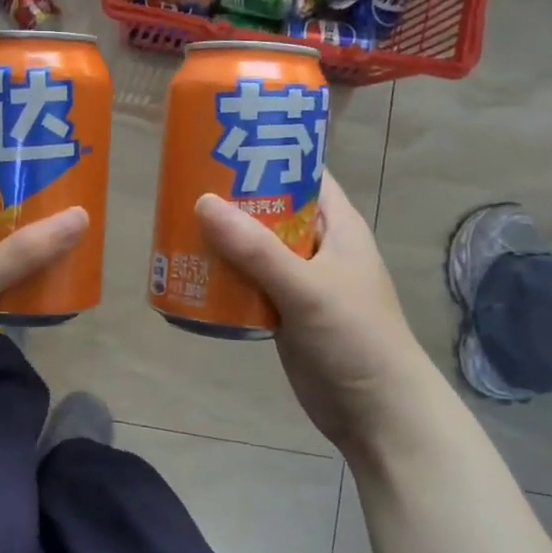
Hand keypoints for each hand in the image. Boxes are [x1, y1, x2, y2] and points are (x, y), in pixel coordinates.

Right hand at [195, 173, 436, 457]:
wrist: (374, 411)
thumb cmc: (354, 338)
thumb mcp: (306, 288)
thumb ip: (256, 249)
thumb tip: (202, 203)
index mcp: (338, 226)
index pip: (304, 173)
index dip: (270, 152)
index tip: (224, 140)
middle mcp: (318, 246)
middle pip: (271, 208)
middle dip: (233, 197)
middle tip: (185, 182)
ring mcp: (299, 280)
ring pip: (255, 247)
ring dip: (222, 238)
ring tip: (177, 222)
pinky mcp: (283, 310)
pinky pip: (248, 282)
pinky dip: (223, 275)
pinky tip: (191, 270)